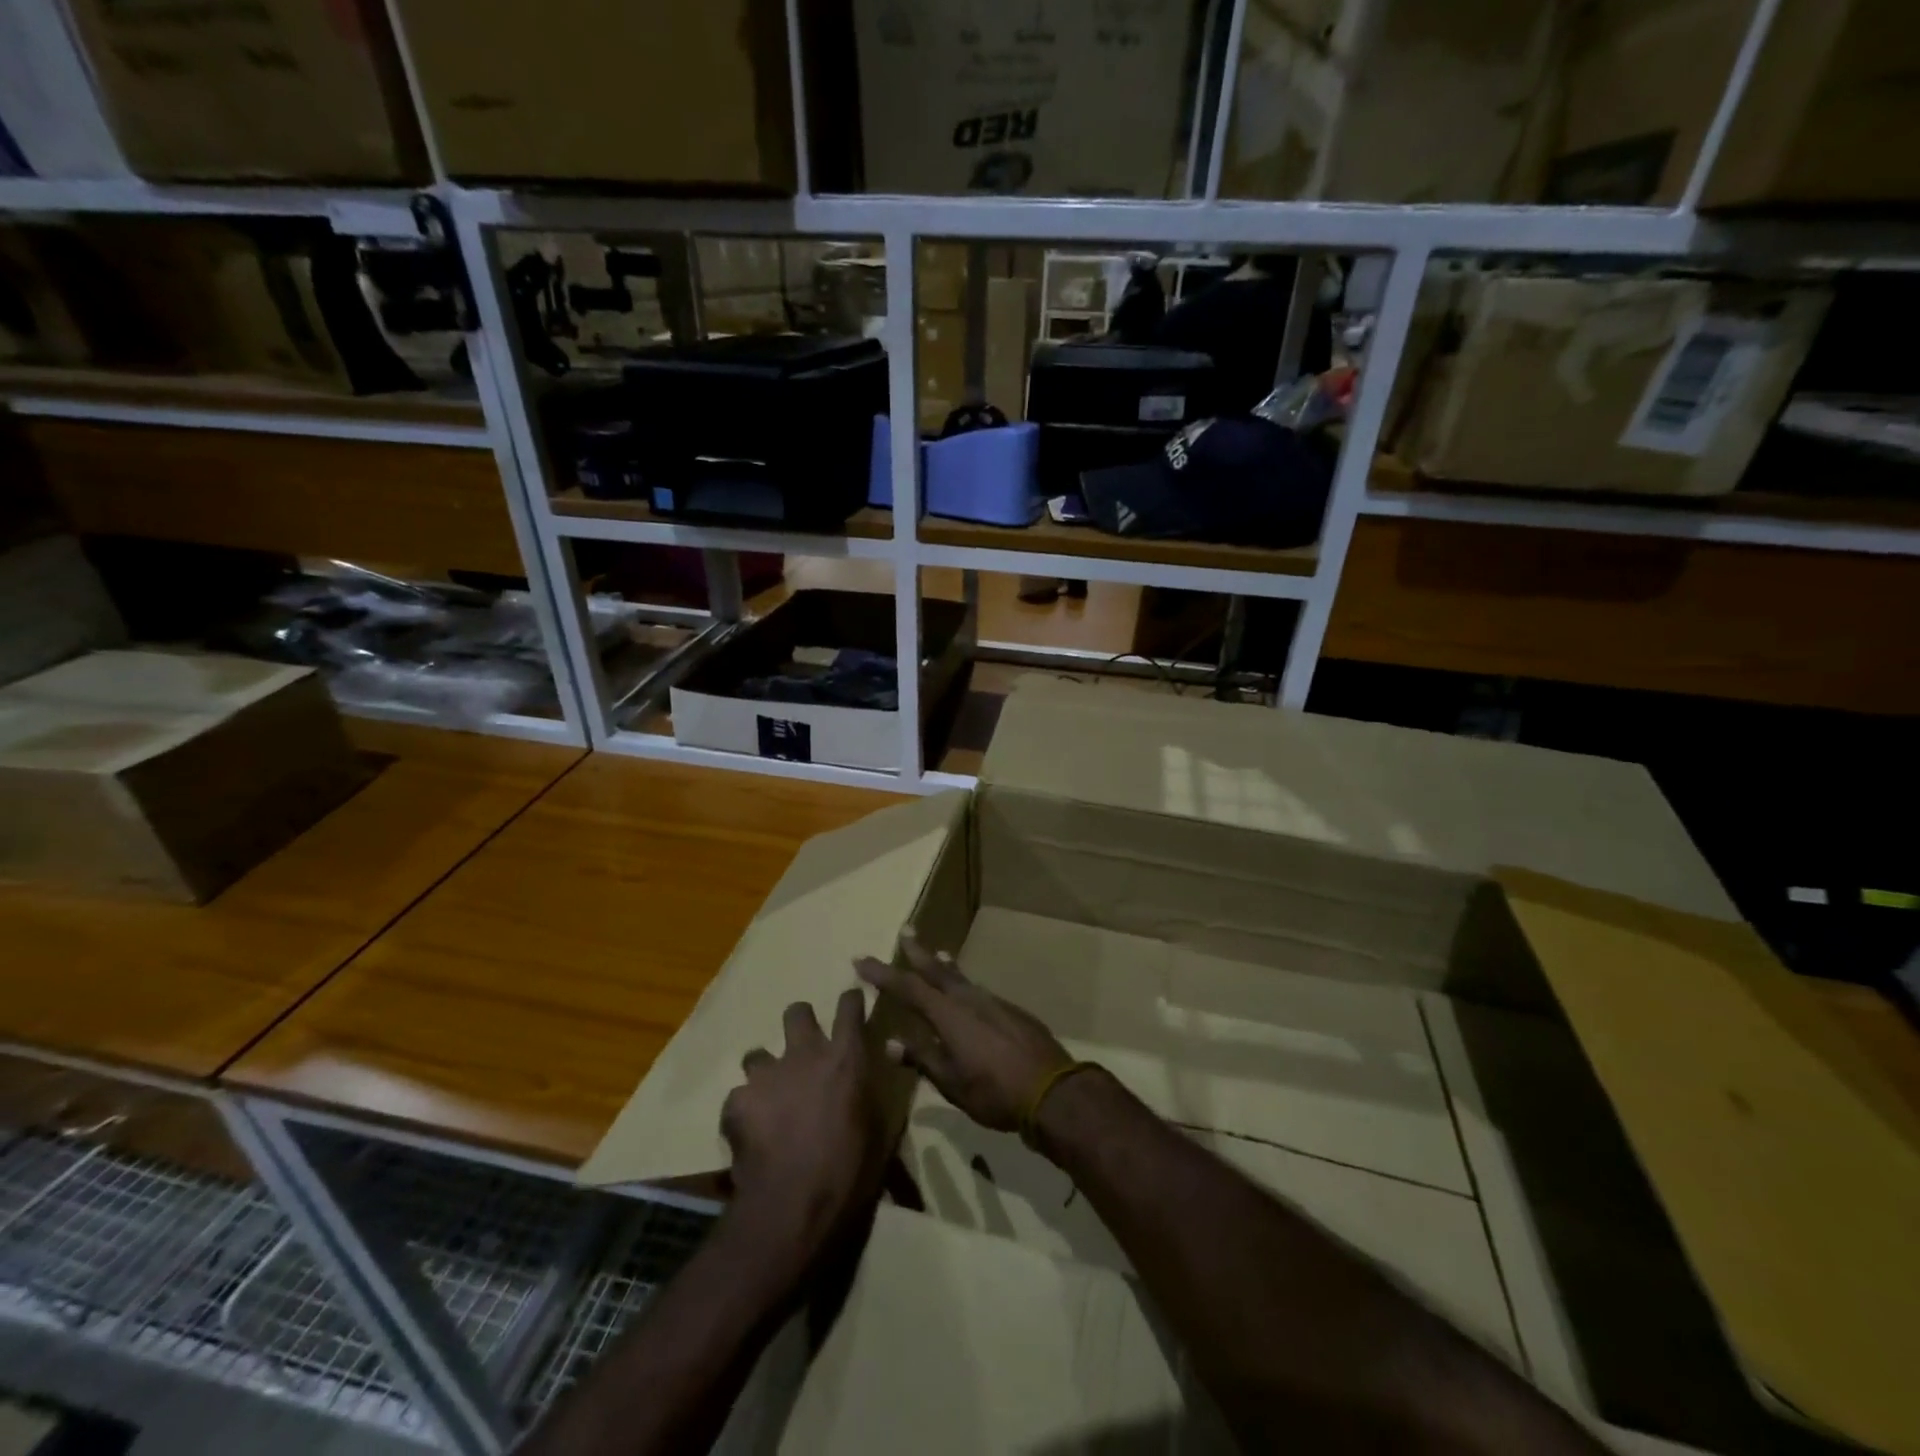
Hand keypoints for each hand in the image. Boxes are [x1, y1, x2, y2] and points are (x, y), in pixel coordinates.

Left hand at [721, 990, 887, 1269]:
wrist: (793, 1203)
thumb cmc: (849, 1169)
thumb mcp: (880, 1130)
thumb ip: (878, 1091)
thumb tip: (886, 1061)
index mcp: (846, 1058)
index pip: (850, 1007)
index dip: (850, 1001)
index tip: (851, 1001)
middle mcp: (806, 1054)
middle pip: (797, 1013)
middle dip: (800, 1022)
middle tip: (803, 1049)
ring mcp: (768, 1074)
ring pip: (758, 1053)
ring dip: (765, 1071)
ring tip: (769, 1098)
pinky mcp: (737, 1101)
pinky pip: (738, 1097)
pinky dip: (744, 1110)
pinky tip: (750, 1133)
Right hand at [855, 931, 1071, 1133]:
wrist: (1052, 1090)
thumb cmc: (994, 1091)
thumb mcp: (951, 1082)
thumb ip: (922, 1058)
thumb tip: (890, 1043)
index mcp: (949, 1015)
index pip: (908, 988)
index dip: (883, 974)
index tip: (861, 960)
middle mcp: (969, 999)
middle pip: (937, 970)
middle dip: (918, 952)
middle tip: (906, 931)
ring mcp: (993, 1002)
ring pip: (961, 978)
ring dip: (944, 966)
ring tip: (937, 955)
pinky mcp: (1011, 1011)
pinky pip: (979, 990)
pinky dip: (965, 984)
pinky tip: (967, 992)